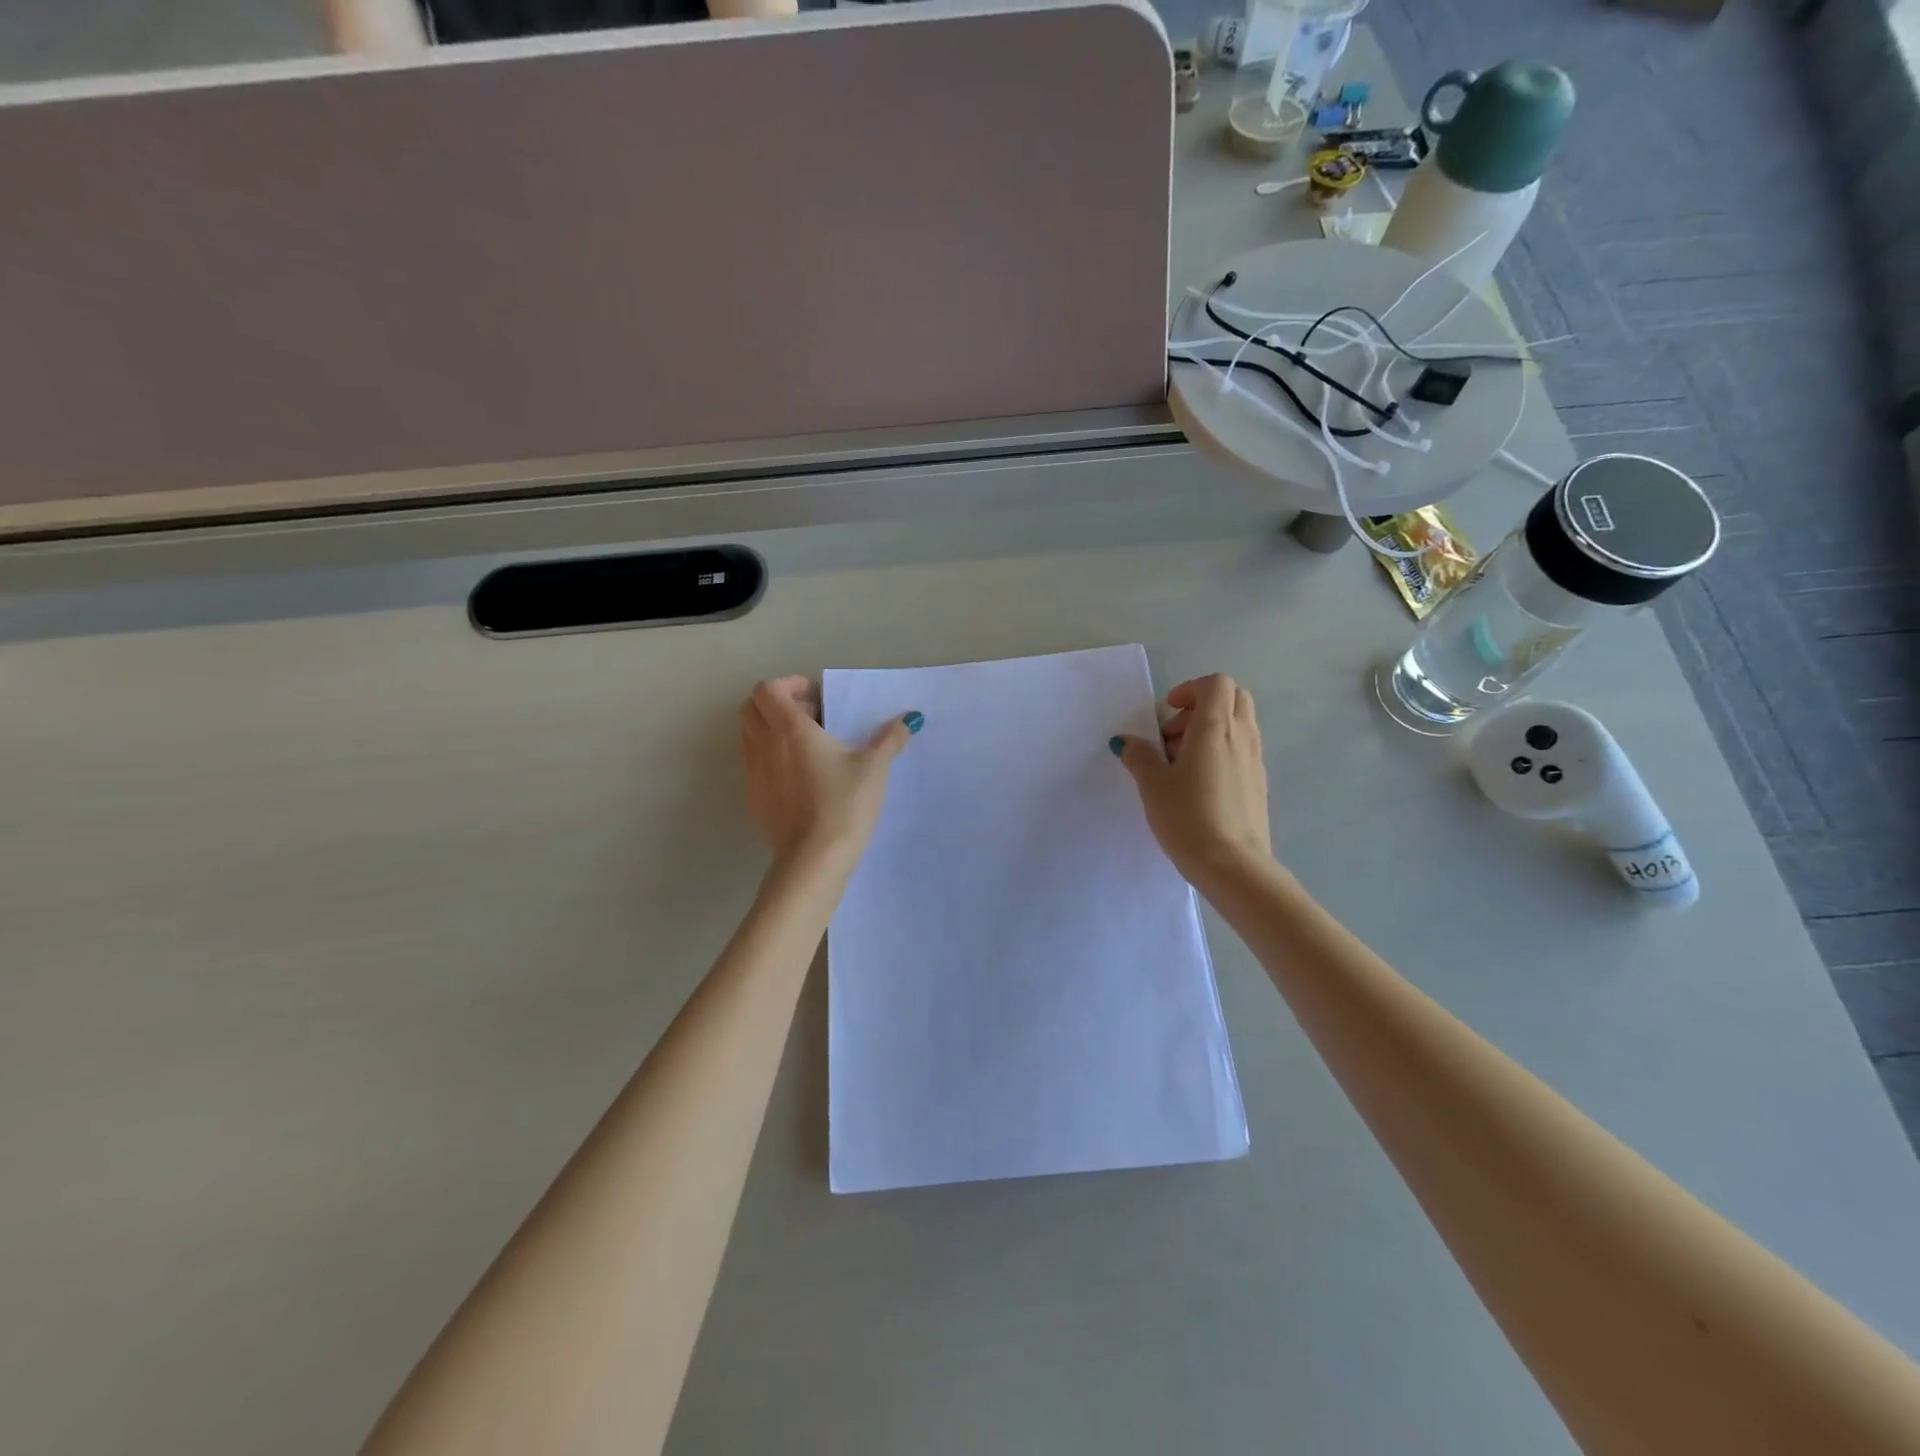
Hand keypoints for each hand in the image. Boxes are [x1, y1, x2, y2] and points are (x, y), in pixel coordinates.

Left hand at [739, 676, 920, 870]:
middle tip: (810, 718)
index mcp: (790, 729)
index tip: (815, 698)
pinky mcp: (753, 799)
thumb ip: (890, 739)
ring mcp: (754, 774)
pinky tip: (799, 779)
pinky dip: (769, 759)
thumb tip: (910, 718)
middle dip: (776, 705)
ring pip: (749, 736)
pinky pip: (753, 765)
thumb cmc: (844, 804)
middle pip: (751, 708)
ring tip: (806, 748)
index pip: (768, 689)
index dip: (788, 685)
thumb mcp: (874, 768)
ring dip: (771, 731)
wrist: (814, 859)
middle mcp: (764, 745)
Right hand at [1112, 674, 1272, 886]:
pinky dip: (1221, 754)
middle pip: (1234, 698)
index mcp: (1216, 727)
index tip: (1168, 713)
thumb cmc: (1189, 817)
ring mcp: (1255, 761)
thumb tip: (1125, 741)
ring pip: (1239, 725)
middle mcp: (1242, 736)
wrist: (1233, 866)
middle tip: (1174, 736)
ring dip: (1211, 731)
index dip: (1190, 689)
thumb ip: (1139, 756)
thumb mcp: (1153, 785)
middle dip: (1202, 707)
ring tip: (1181, 765)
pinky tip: (1198, 787)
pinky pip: (1242, 752)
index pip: (1216, 683)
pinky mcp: (1259, 785)